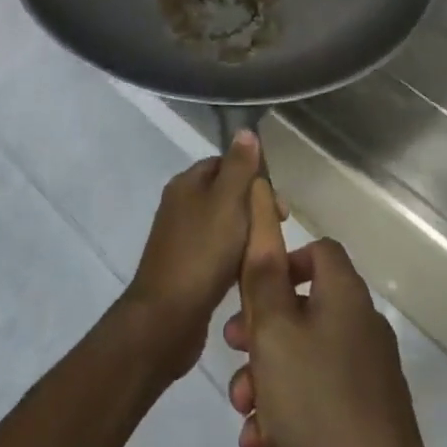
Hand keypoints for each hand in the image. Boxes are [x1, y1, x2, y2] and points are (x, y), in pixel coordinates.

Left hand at [121, 132, 274, 381]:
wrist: (168, 316)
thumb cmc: (202, 253)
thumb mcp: (228, 202)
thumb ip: (239, 167)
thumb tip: (245, 131)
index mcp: (186, 184)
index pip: (224, 163)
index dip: (252, 175)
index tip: (277, 200)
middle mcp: (180, 205)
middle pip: (225, 194)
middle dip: (253, 207)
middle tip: (278, 228)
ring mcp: (180, 238)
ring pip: (223, 225)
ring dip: (247, 233)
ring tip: (268, 251)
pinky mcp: (185, 267)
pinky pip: (217, 252)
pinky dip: (235, 256)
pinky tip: (249, 272)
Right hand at [223, 187, 443, 446]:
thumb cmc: (317, 399)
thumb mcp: (273, 331)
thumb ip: (262, 274)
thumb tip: (264, 207)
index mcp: (345, 296)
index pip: (318, 251)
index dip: (282, 260)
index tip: (253, 289)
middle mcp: (360, 325)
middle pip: (303, 306)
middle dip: (260, 330)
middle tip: (234, 350)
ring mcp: (366, 371)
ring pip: (303, 355)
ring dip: (267, 376)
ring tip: (243, 409)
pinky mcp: (365, 412)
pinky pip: (317, 394)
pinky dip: (288, 408)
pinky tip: (263, 441)